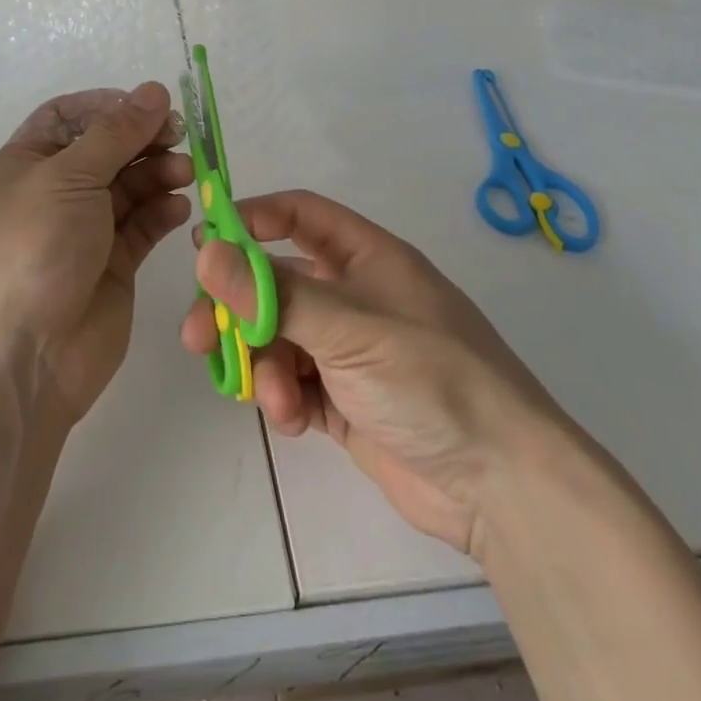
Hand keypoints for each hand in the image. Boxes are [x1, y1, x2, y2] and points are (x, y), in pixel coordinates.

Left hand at [0, 83, 191, 420]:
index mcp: (28, 163)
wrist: (25, 354)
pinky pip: (142, 225)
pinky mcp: (113, 264)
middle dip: (141, 138)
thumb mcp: (70, 177)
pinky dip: (161, 211)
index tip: (147, 105)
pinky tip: (179, 207)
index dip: (107, 106)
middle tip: (179, 135)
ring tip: (184, 171)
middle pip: (106, 149)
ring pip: (129, 186)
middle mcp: (55, 192)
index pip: (68, 117)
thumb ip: (117, 133)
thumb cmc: (35, 247)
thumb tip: (154, 89)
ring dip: (157, 172)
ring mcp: (85, 230)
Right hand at [181, 190, 566, 555]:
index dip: (254, 218)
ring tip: (269, 397)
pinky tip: (294, 420)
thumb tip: (206, 252)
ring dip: (264, 363)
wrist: (501, 486)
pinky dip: (285, 398)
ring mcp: (349, 350)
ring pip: (279, 338)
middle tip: (199, 334)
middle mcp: (355, 296)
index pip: (300, 215)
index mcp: (367, 258)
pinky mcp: (345, 401)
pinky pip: (294, 383)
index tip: (206, 239)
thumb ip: (274, 293)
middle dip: (238, 308)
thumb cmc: (431, 379)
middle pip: (276, 282)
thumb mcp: (350, 327)